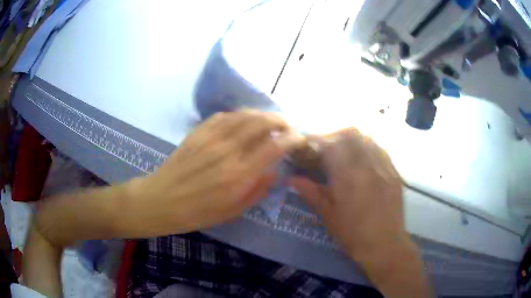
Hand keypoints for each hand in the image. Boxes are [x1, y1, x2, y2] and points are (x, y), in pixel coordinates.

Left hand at [126, 111, 301, 235]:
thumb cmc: (197, 212)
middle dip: (280, 120)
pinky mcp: (198, 132)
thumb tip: (275, 172)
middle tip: (287, 125)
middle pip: (261, 122)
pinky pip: (223, 116)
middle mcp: (228, 150)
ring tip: (269, 120)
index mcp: (239, 174)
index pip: (274, 146)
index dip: (292, 139)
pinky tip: (243, 120)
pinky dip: (238, 115)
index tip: (299, 138)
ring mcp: (211, 137)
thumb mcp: (233, 211)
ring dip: (261, 114)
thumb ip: (258, 191)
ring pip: (243, 115)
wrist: (161, 201)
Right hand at [290, 128, 405, 260]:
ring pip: (367, 139)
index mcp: (347, 176)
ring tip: (345, 150)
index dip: (317, 140)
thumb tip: (291, 179)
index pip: (330, 145)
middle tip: (327, 146)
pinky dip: (368, 147)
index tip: (309, 143)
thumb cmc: (352, 233)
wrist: (384, 244)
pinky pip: (381, 149)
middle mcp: (367, 164)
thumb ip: (310, 192)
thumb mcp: (327, 215)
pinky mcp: (394, 172)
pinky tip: (364, 159)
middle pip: (351, 134)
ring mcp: (384, 166)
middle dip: (335, 135)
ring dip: (353, 139)